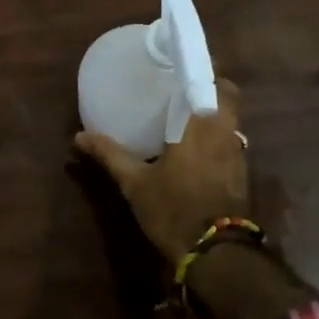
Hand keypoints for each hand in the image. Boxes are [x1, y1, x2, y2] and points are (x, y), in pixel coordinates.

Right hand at [74, 79, 250, 260]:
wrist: (216, 255)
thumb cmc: (173, 209)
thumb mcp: (135, 183)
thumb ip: (109, 155)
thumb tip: (78, 137)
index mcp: (202, 124)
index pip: (216, 82)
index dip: (204, 69)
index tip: (183, 63)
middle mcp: (226, 133)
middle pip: (229, 97)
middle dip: (210, 89)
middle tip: (181, 89)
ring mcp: (238, 155)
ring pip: (231, 121)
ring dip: (214, 113)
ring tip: (185, 114)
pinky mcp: (241, 176)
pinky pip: (230, 142)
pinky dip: (216, 137)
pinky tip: (195, 148)